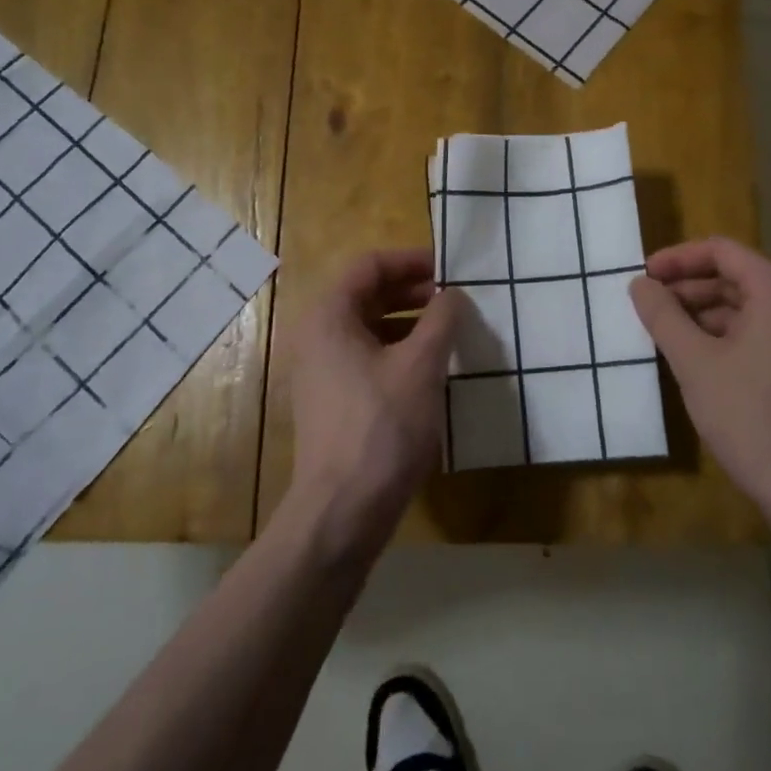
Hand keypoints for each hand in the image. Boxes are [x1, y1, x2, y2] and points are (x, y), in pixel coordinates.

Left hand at [285, 249, 463, 560]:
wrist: (343, 509)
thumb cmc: (382, 427)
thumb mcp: (421, 365)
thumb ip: (442, 319)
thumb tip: (454, 294)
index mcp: (329, 316)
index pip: (369, 266)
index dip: (411, 261)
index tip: (449, 270)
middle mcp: (316, 336)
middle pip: (366, 294)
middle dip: (412, 291)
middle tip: (454, 299)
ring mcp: (321, 371)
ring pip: (369, 328)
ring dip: (409, 322)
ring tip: (448, 331)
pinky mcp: (332, 400)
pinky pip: (367, 358)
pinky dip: (398, 351)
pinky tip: (430, 368)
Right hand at [630, 238, 770, 524]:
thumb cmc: (751, 417)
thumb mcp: (695, 363)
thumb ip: (663, 316)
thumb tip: (640, 284)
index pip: (723, 251)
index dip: (679, 258)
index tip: (644, 276)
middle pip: (736, 278)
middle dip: (688, 288)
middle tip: (648, 307)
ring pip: (746, 311)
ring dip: (703, 316)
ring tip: (665, 336)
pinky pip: (759, 337)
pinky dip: (724, 339)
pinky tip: (696, 364)